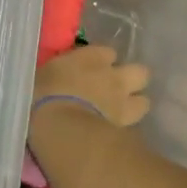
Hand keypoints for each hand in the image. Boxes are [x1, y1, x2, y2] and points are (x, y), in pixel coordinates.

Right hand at [32, 45, 151, 128]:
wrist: (61, 127)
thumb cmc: (42, 95)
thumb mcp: (42, 75)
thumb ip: (57, 73)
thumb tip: (57, 75)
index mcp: (92, 57)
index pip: (107, 52)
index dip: (103, 62)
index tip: (92, 70)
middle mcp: (113, 75)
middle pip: (139, 72)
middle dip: (131, 79)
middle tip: (115, 90)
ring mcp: (123, 101)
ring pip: (144, 101)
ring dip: (134, 105)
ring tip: (120, 114)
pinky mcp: (126, 127)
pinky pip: (134, 126)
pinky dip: (128, 129)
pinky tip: (116, 134)